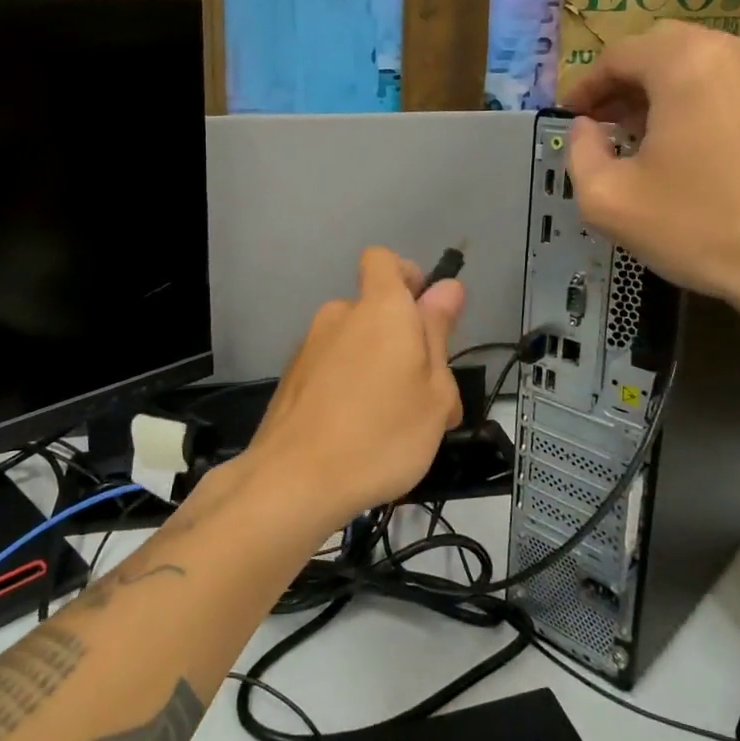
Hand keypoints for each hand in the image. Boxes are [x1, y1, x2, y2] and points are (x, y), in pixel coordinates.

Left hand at [241, 248, 464, 533]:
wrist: (295, 480)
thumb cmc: (383, 433)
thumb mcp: (434, 390)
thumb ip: (438, 332)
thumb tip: (447, 287)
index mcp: (380, 308)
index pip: (382, 260)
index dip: (406, 277)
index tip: (424, 315)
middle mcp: (339, 316)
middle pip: (374, 311)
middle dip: (402, 341)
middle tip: (427, 397)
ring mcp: (310, 347)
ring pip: (355, 346)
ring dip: (378, 370)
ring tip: (396, 426)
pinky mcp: (292, 379)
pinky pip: (332, 370)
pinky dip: (349, 389)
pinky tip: (359, 435)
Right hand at [565, 22, 739, 314]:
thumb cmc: (697, 228)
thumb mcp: (607, 199)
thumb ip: (579, 152)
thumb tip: (584, 128)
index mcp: (687, 64)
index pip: (619, 55)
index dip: (585, 85)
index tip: (568, 117)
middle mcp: (737, 52)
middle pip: (662, 48)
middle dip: (624, 81)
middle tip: (600, 121)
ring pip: (700, 61)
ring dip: (662, 88)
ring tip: (639, 133)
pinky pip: (732, 82)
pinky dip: (699, 98)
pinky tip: (686, 141)